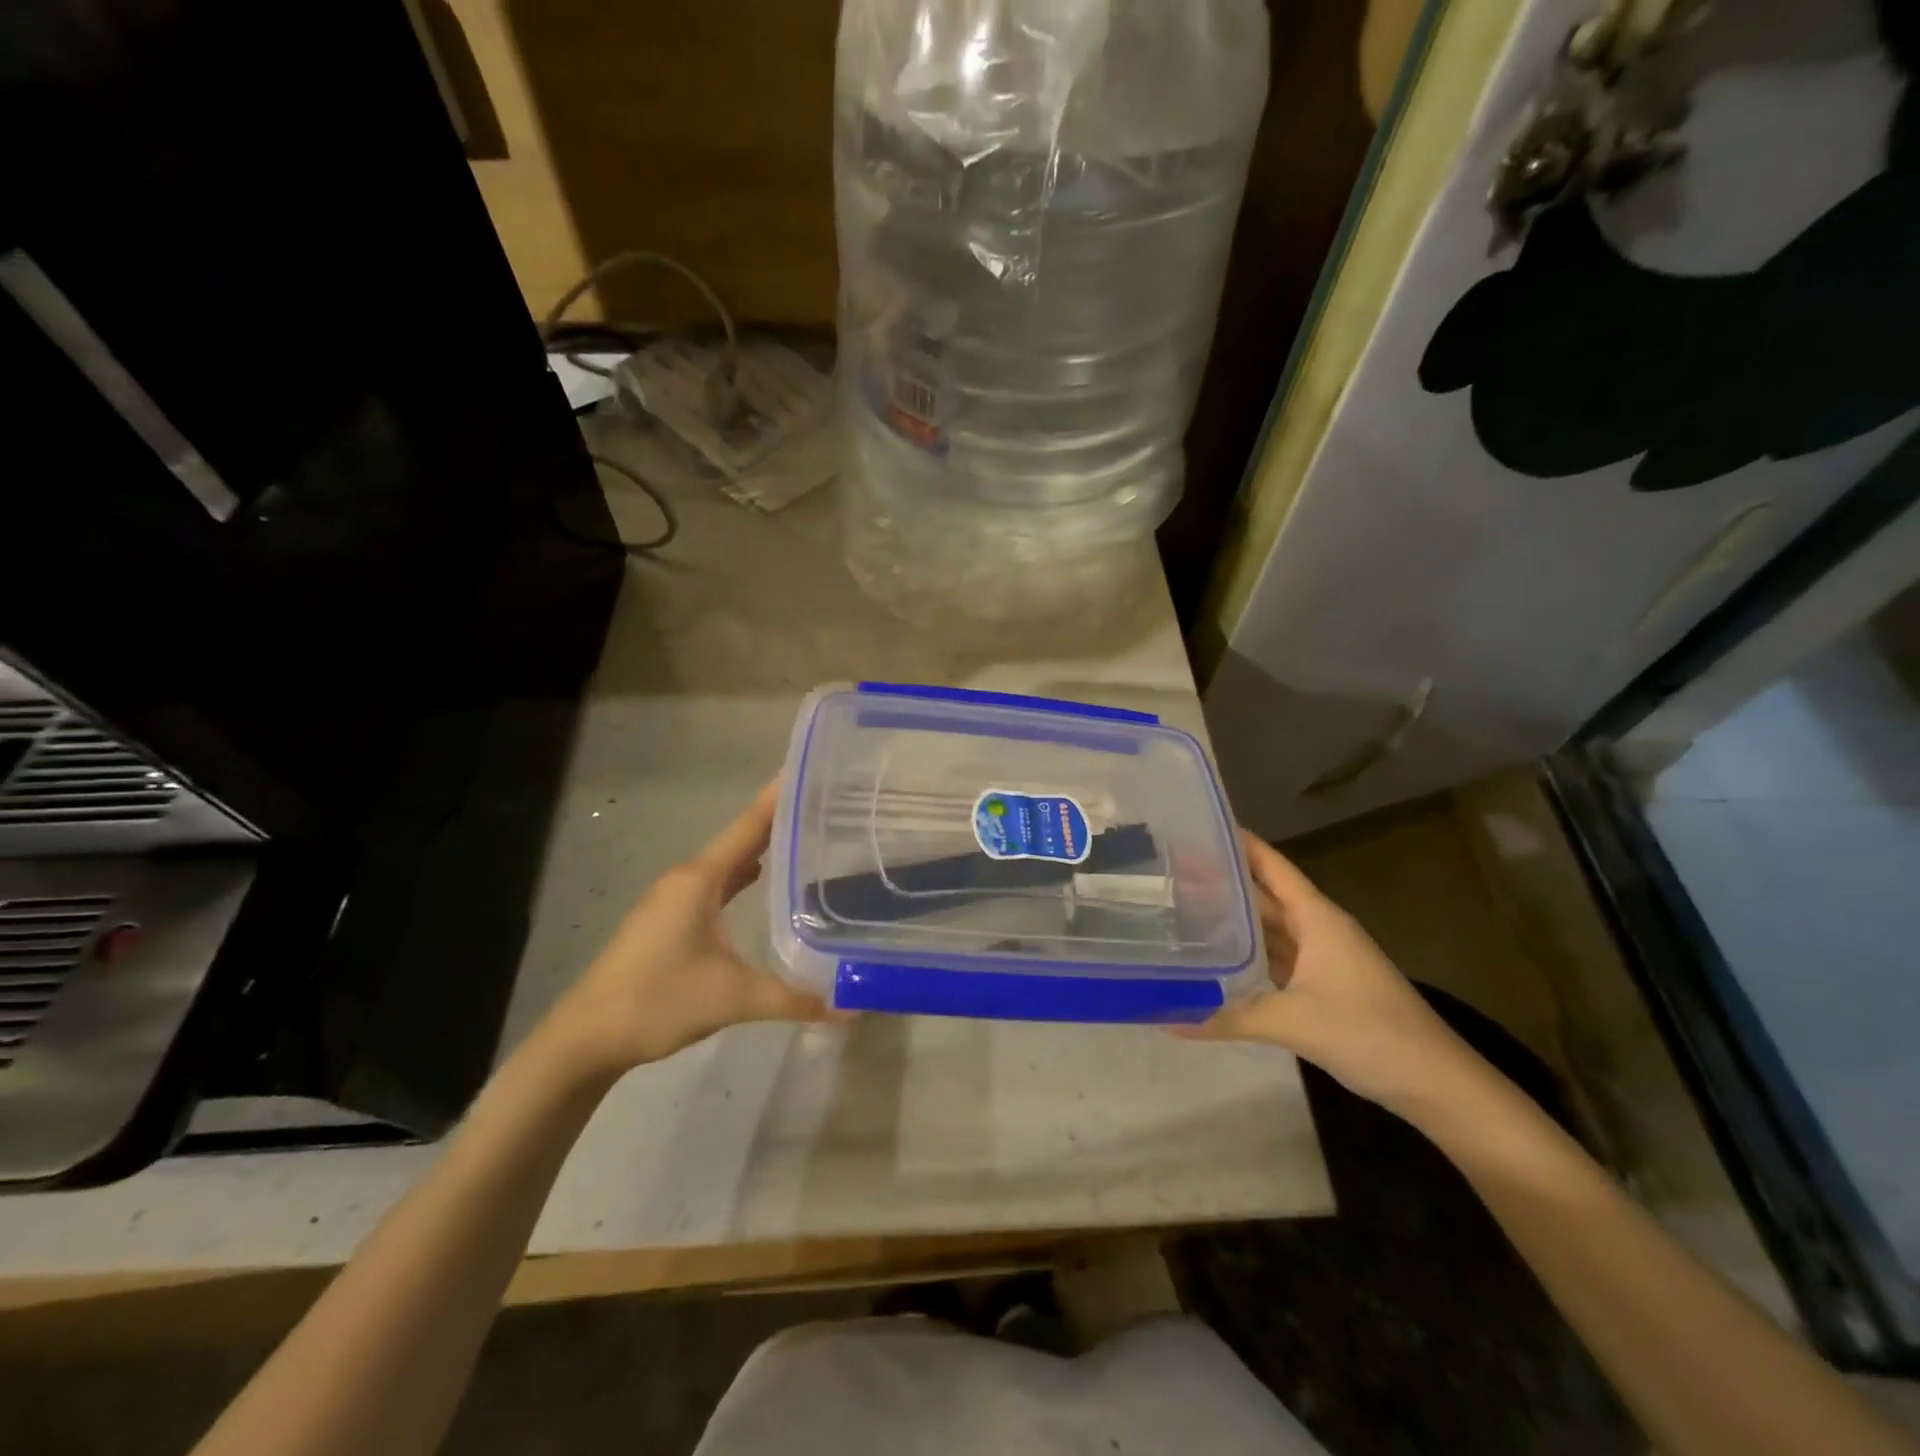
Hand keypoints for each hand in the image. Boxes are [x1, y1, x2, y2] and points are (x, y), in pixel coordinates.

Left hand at [547, 782, 837, 1074]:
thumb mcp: (734, 998)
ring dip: (761, 848)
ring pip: (727, 862)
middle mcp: (688, 878)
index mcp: (701, 879)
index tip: (814, 771)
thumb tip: (854, 1006)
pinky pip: (716, 883)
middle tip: (826, 805)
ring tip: (805, 836)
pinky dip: (742, 874)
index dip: (781, 797)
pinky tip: (761, 879)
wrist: (586, 1038)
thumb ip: (795, 998)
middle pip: (742, 838)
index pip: (750, 825)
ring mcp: (675, 898)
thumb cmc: (658, 1001)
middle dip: (781, 820)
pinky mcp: (669, 919)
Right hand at [1184, 830, 1486, 1119]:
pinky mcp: (1321, 986)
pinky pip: (1275, 957)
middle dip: (1222, 880)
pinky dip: (1247, 953)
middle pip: (1263, 893)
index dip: (1235, 842)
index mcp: (1317, 918)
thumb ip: (1228, 1016)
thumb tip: (1167, 1016)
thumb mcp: (1293, 1022)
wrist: (1435, 1083)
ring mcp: (1321, 958)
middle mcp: (1317, 928)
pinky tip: (1218, 956)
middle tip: (1170, 869)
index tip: (1194, 826)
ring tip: (1184, 904)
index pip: (1269, 864)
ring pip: (1268, 927)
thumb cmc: (1369, 1033)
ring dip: (1233, 917)